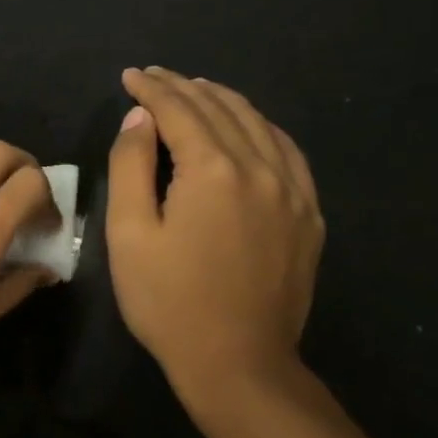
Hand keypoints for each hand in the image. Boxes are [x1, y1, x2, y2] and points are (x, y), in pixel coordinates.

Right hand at [106, 68, 322, 392]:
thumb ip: (131, 166)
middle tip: (156, 76)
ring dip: (224, 101)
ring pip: (259, 125)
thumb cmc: (168, 300)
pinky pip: (288, 152)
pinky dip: (264, 128)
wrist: (237, 361)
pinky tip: (251, 127)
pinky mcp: (308, 216)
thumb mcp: (129, 233)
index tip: (130, 76)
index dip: (152, 89)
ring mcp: (293, 192)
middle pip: (221, 110)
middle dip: (184, 87)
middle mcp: (260, 169)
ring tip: (198, 89)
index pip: (179, 111)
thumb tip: (140, 118)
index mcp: (213, 171)